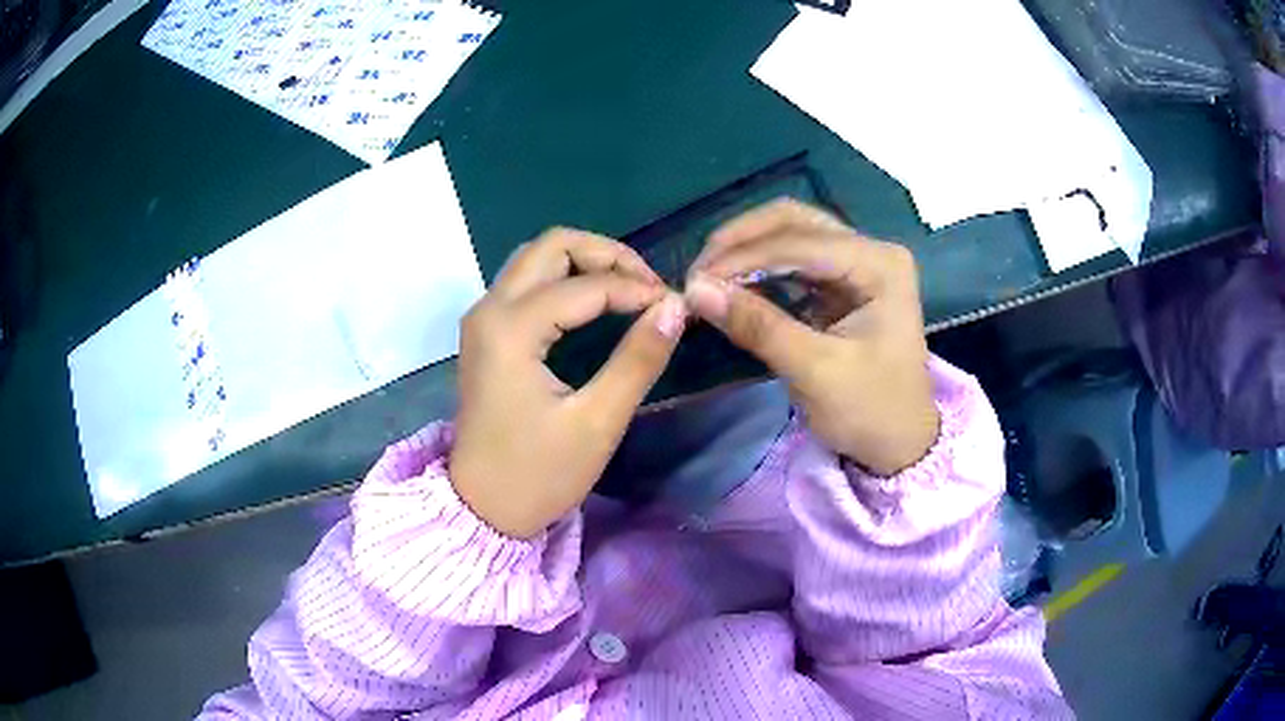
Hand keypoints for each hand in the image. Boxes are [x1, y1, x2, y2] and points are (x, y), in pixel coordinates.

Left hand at [450, 229, 687, 537]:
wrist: (482, 508)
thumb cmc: (538, 474)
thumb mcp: (597, 423)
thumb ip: (638, 360)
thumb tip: (675, 307)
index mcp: (511, 329)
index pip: (585, 285)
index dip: (636, 289)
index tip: (675, 306)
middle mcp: (489, 309)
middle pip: (552, 246)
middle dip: (607, 255)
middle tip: (648, 286)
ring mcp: (483, 318)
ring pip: (537, 258)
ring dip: (585, 262)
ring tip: (628, 290)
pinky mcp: (486, 332)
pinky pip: (527, 282)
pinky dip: (565, 279)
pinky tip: (596, 303)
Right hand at [685, 200, 938, 476]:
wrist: (899, 443)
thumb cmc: (869, 410)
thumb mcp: (814, 371)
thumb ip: (758, 326)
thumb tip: (695, 289)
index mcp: (879, 264)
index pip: (801, 242)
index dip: (743, 256)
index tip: (694, 281)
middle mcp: (870, 250)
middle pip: (795, 221)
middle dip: (743, 240)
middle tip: (700, 271)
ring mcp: (857, 263)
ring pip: (791, 233)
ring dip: (747, 249)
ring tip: (708, 276)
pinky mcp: (842, 281)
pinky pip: (793, 259)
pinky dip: (760, 267)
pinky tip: (733, 284)